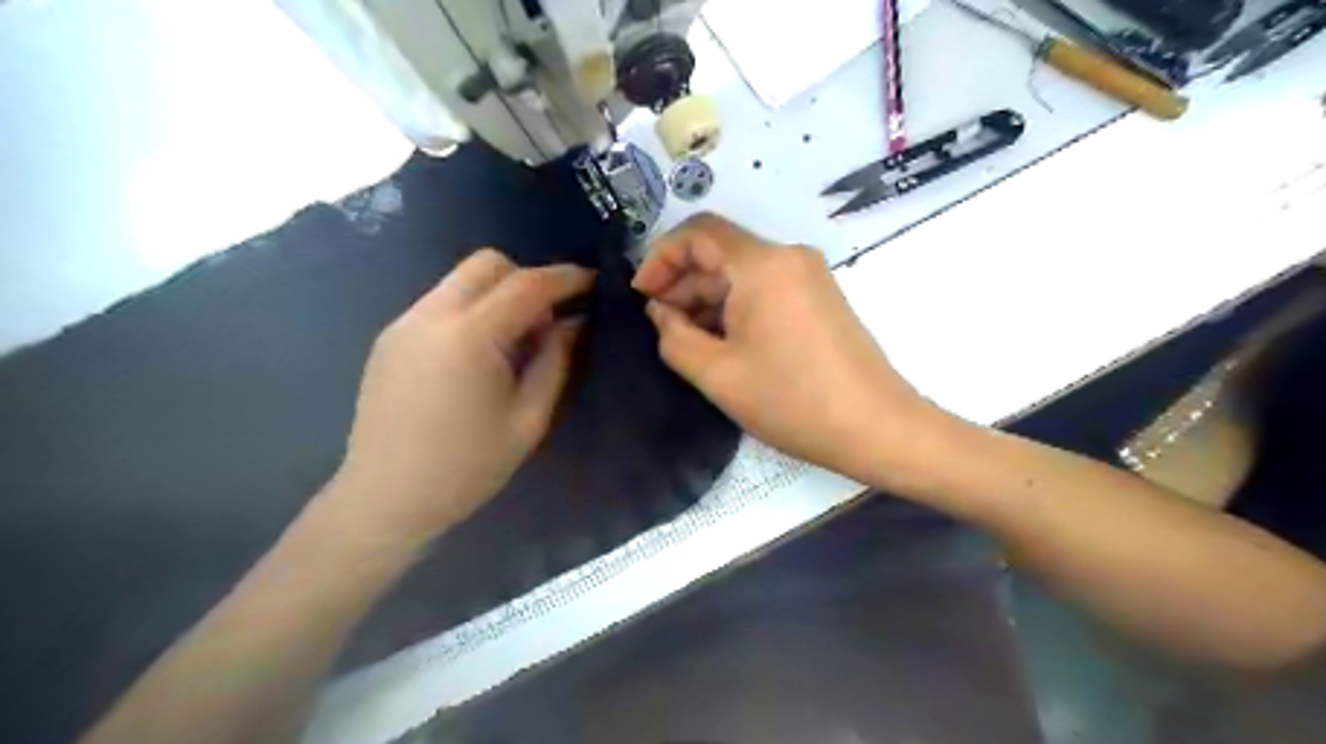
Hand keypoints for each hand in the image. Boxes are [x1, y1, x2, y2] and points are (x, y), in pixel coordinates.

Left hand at [332, 248, 595, 539]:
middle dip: (527, 279)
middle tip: (549, 319)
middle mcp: (431, 315)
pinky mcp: (390, 339)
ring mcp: (404, 324)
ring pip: (461, 281)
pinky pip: (442, 303)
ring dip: (498, 295)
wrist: (385, 499)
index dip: (566, 278)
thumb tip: (576, 322)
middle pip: (487, 265)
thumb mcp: (528, 419)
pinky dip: (472, 311)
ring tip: (516, 341)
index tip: (593, 283)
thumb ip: (556, 361)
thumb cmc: (467, 468)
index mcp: (468, 336)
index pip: (526, 285)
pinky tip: (480, 355)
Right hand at [631, 216, 929, 481]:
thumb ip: (674, 337)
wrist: (876, 427)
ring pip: (741, 272)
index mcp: (761, 264)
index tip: (642, 296)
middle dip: (682, 283)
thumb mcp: (718, 374)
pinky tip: (722, 343)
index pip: (698, 231)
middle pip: (720, 252)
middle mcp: (788, 256)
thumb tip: (661, 312)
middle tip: (659, 326)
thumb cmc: (792, 401)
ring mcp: (808, 276)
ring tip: (686, 341)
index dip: (660, 257)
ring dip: (707, 299)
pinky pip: (765, 288)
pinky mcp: (819, 297)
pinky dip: (735, 306)